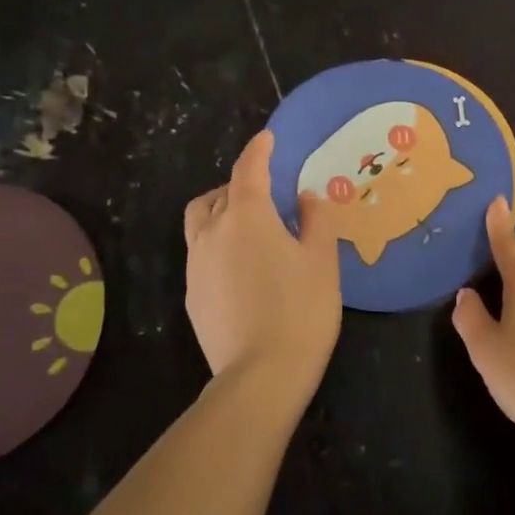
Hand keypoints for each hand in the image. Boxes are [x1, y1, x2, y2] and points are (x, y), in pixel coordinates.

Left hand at [183, 131, 341, 401]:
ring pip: (201, 221)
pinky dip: (218, 242)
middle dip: (241, 183)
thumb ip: (315, 221)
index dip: (259, 150)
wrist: (261, 375)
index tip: (267, 139)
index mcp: (248, 216)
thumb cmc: (302, 309)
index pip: (249, 170)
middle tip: (268, 192)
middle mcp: (213, 232)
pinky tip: (242, 266)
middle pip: (220, 193)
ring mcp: (196, 264)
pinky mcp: (192, 293)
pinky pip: (201, 252)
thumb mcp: (322, 261)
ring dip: (221, 210)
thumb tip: (306, 197)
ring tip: (248, 224)